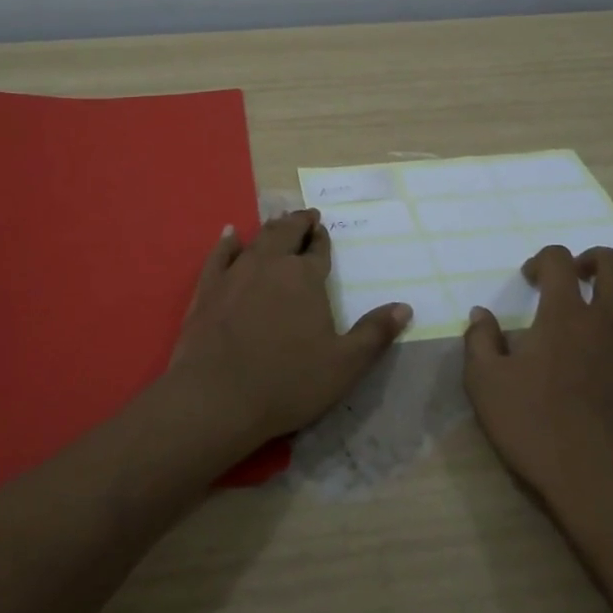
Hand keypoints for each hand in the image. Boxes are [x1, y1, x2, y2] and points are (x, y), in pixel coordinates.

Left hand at [169, 209, 411, 446]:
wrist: (216, 397)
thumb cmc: (287, 383)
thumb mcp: (344, 366)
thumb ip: (374, 334)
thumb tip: (405, 307)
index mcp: (305, 278)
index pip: (318, 250)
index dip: (322, 239)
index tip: (324, 229)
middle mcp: (271, 265)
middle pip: (286, 233)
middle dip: (298, 223)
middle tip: (306, 216)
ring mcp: (235, 273)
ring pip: (256, 239)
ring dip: (270, 228)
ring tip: (278, 220)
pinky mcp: (208, 288)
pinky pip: (219, 254)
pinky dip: (227, 241)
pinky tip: (229, 234)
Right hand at [464, 245, 612, 504]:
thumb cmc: (541, 431)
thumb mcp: (487, 387)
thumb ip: (480, 342)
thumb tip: (480, 313)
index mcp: (565, 315)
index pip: (558, 260)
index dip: (543, 259)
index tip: (531, 278)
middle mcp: (612, 319)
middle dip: (594, 260)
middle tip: (579, 277)